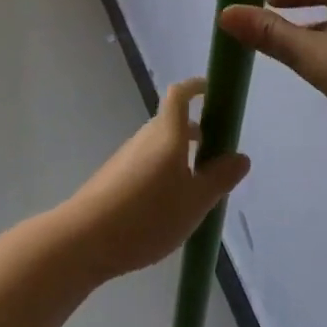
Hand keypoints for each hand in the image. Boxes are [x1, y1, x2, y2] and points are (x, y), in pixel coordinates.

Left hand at [59, 79, 249, 280]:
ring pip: (159, 145)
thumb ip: (220, 178)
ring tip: (197, 188)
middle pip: (172, 122)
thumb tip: (241, 156)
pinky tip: (168, 206)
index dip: (196, 87)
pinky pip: (146, 164)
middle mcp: (145, 137)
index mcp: (167, 134)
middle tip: (217, 156)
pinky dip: (163, 172)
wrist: (86, 238)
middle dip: (196, 132)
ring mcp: (126, 157)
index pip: (180, 95)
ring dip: (180, 155)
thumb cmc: (148, 215)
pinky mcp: (114, 177)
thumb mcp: (195, 201)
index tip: (212, 92)